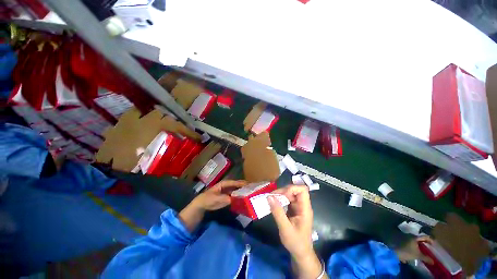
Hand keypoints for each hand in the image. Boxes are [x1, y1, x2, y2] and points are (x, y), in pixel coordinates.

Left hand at [192, 180, 246, 210]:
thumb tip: (233, 199)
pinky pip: (235, 196)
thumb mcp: (215, 198)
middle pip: (237, 185)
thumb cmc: (208, 199)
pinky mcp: (228, 197)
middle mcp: (227, 186)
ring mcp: (228, 192)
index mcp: (224, 184)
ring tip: (250, 193)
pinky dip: (239, 197)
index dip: (240, 183)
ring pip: (237, 190)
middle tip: (252, 188)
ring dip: (242, 191)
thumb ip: (224, 198)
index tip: (248, 184)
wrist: (202, 205)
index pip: (234, 182)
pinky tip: (244, 199)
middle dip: (243, 186)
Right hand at [268, 185, 324, 278]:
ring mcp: (298, 207)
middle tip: (272, 197)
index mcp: (305, 209)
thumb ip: (278, 212)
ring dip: (281, 195)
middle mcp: (302, 205)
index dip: (292, 189)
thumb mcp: (285, 228)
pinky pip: (287, 200)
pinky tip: (274, 204)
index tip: (282, 195)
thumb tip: (269, 197)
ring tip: (271, 199)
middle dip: (283, 191)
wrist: (301, 253)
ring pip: (290, 194)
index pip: (302, 190)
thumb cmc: (295, 242)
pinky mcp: (294, 209)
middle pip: (295, 190)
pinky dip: (280, 199)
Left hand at [396, 236, 434, 263]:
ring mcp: (404, 237)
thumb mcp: (417, 255)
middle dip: (423, 243)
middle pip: (418, 239)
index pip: (425, 237)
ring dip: (417, 246)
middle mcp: (409, 235)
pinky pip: (408, 244)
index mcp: (414, 237)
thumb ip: (426, 258)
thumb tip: (433, 262)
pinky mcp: (400, 241)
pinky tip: (413, 252)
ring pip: (413, 241)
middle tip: (428, 248)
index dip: (430, 240)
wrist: (393, 252)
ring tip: (421, 251)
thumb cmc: (406, 252)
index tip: (434, 244)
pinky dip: (411, 247)